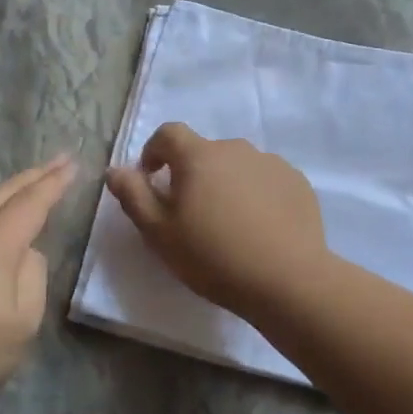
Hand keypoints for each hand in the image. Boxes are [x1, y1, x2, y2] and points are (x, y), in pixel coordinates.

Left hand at [0, 155, 76, 410]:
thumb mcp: (24, 320)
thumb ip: (33, 275)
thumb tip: (25, 253)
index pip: (31, 203)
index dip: (54, 183)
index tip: (73, 164)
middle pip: (4, 193)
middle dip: (35, 175)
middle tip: (60, 160)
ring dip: (11, 192)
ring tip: (34, 183)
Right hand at [105, 124, 328, 319]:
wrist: (287, 279)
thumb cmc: (213, 256)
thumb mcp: (159, 232)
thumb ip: (133, 196)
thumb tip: (115, 170)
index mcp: (199, 156)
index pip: (168, 133)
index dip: (154, 151)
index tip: (152, 178)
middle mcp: (236, 149)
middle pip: (204, 152)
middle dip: (192, 174)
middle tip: (191, 214)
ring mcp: (271, 163)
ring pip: (237, 166)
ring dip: (225, 184)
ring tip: (228, 224)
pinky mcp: (297, 183)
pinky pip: (265, 181)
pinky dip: (256, 195)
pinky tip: (259, 228)